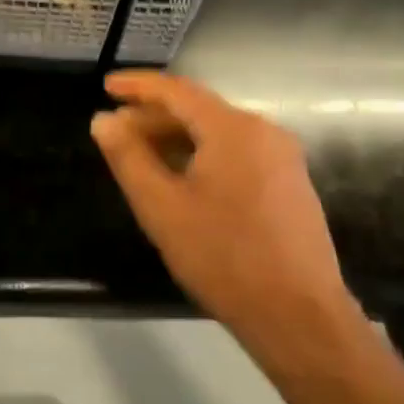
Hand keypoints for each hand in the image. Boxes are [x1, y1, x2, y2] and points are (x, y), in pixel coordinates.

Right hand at [90, 71, 353, 333]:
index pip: (177, 90)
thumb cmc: (223, 257)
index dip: (137, 86)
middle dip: (154, 116)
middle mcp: (263, 131)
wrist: (300, 317)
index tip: (106, 86)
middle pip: (199, 110)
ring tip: (141, 154)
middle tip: (116, 130)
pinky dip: (202, 154)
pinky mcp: (290, 184)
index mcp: (233, 129)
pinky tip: (180, 177)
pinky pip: (237, 153)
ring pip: (218, 133)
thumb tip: (103, 120)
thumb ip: (128, 157)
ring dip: (176, 137)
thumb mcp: (161, 207)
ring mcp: (282, 158)